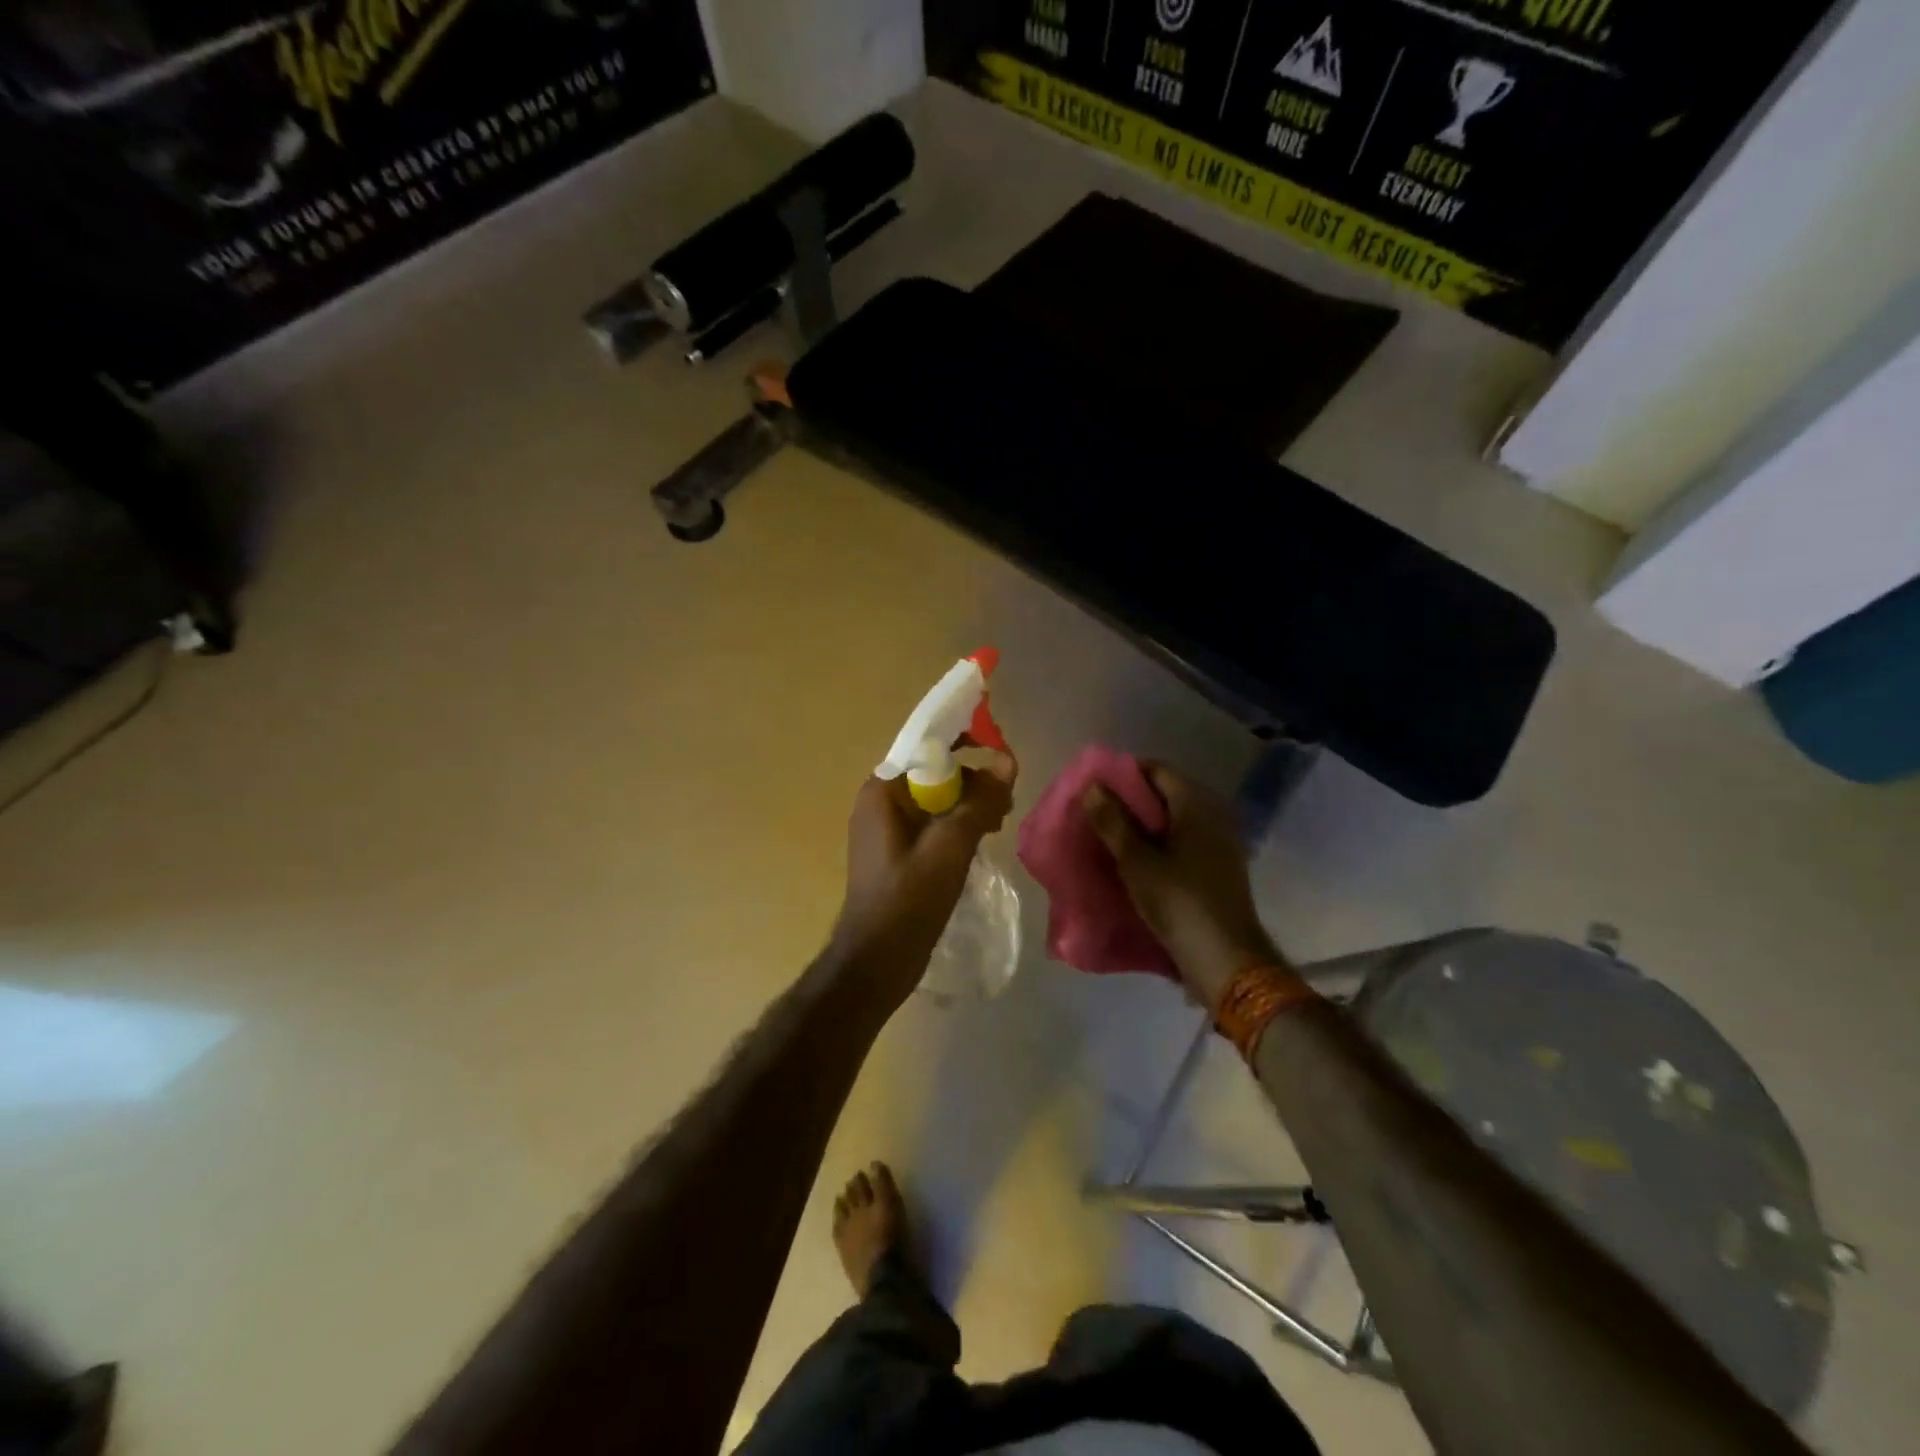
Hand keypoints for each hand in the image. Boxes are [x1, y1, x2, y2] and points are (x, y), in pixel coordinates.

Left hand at [830, 752, 1016, 1006]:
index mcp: (884, 790)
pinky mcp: (898, 852)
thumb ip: (979, 802)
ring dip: (970, 804)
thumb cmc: (908, 900)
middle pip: (935, 773)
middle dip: (973, 780)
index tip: (1003, 759)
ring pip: (937, 799)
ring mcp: (888, 828)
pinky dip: (958, 824)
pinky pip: (932, 823)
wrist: (876, 961)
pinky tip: (982, 839)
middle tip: (1005, 804)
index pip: (928, 747)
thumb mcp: (950, 847)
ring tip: (999, 822)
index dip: (968, 744)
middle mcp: (881, 801)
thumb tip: (1007, 764)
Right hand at [1081, 764, 1282, 1010]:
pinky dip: (1160, 845)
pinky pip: (1184, 843)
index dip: (1124, 774)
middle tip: (1097, 814)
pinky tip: (1137, 862)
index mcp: (1196, 804)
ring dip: (1144, 825)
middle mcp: (1214, 815)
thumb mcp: (1136, 860)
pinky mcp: (1220, 869)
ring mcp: (1221, 843)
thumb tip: (1092, 786)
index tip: (1095, 788)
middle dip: (1131, 801)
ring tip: (1110, 838)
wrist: (1225, 959)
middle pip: (1166, 794)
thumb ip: (1112, 820)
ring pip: (1174, 821)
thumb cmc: (1178, 902)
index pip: (1156, 770)